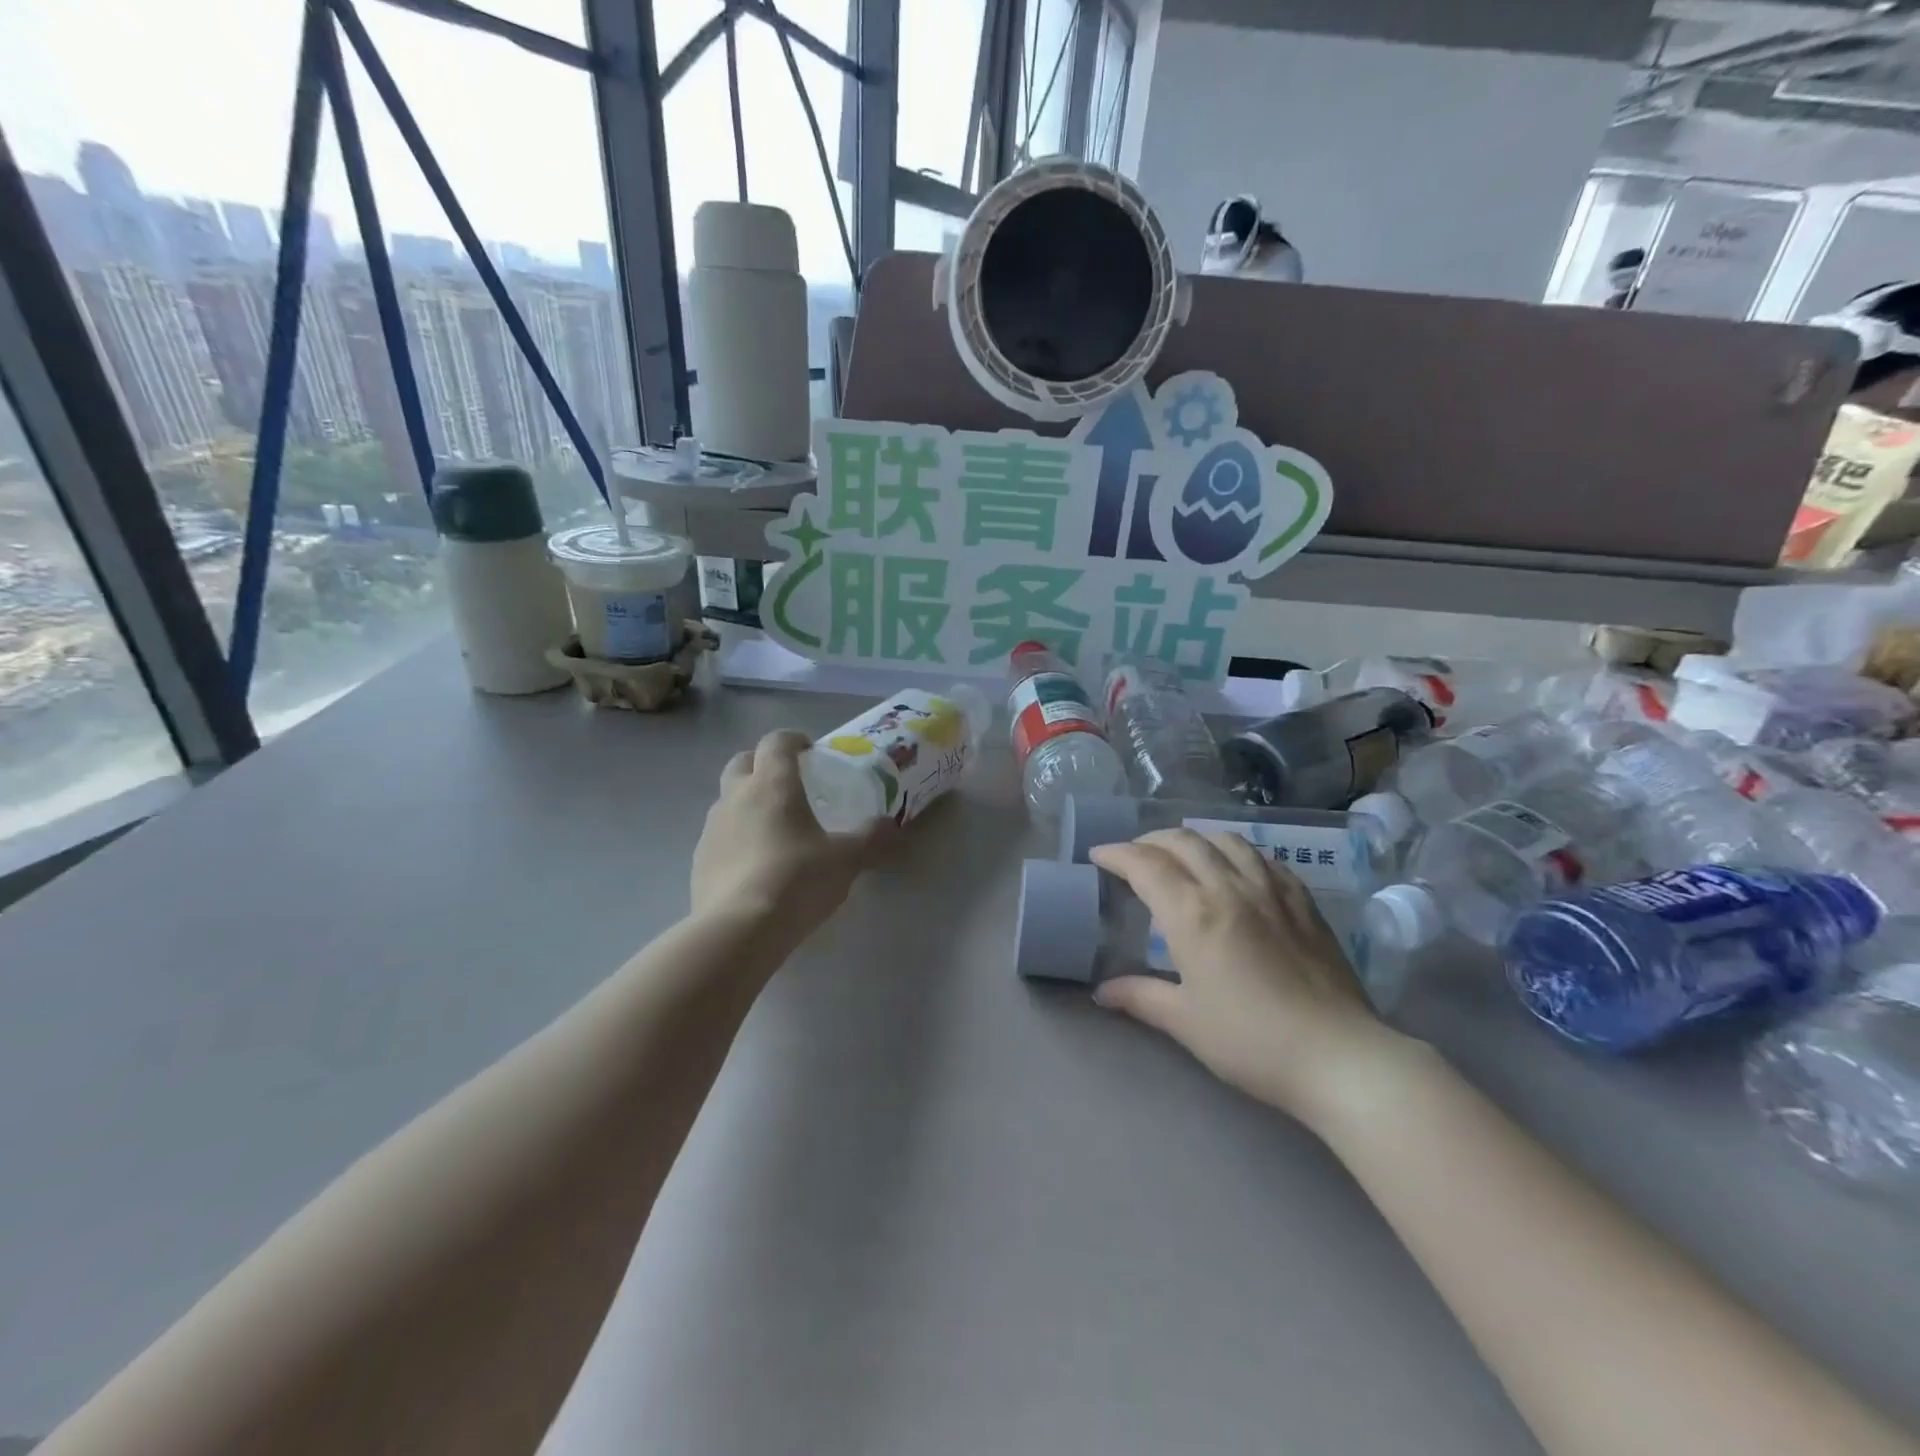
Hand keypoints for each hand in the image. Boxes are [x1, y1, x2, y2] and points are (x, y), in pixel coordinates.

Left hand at [691, 730, 886, 941]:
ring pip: (727, 798)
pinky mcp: (698, 860)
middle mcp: (736, 796)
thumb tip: (889, 824)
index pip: (776, 742)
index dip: (793, 740)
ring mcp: (712, 828)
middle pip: (742, 761)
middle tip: (788, 782)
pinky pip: (719, 835)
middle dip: (763, 763)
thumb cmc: (797, 880)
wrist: (739, 930)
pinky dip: (736, 837)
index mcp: (772, 784)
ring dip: (747, 801)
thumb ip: (870, 838)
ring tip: (774, 827)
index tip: (810, 750)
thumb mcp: (847, 860)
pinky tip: (755, 863)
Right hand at [1089, 828, 1399, 1123]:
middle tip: (1133, 855)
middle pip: (1183, 842)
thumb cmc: (1251, 1041)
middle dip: (1150, 841)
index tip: (1098, 856)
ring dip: (1195, 839)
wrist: (1339, 1056)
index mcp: (1193, 914)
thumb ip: (1140, 997)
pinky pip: (1263, 858)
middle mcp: (1229, 888)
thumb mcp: (1185, 1022)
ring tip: (1182, 852)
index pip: (1145, 865)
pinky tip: (1236, 869)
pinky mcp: (1304, 901)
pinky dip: (1236, 852)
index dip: (1116, 854)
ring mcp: (1271, 890)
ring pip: (1226, 840)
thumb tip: (1103, 992)